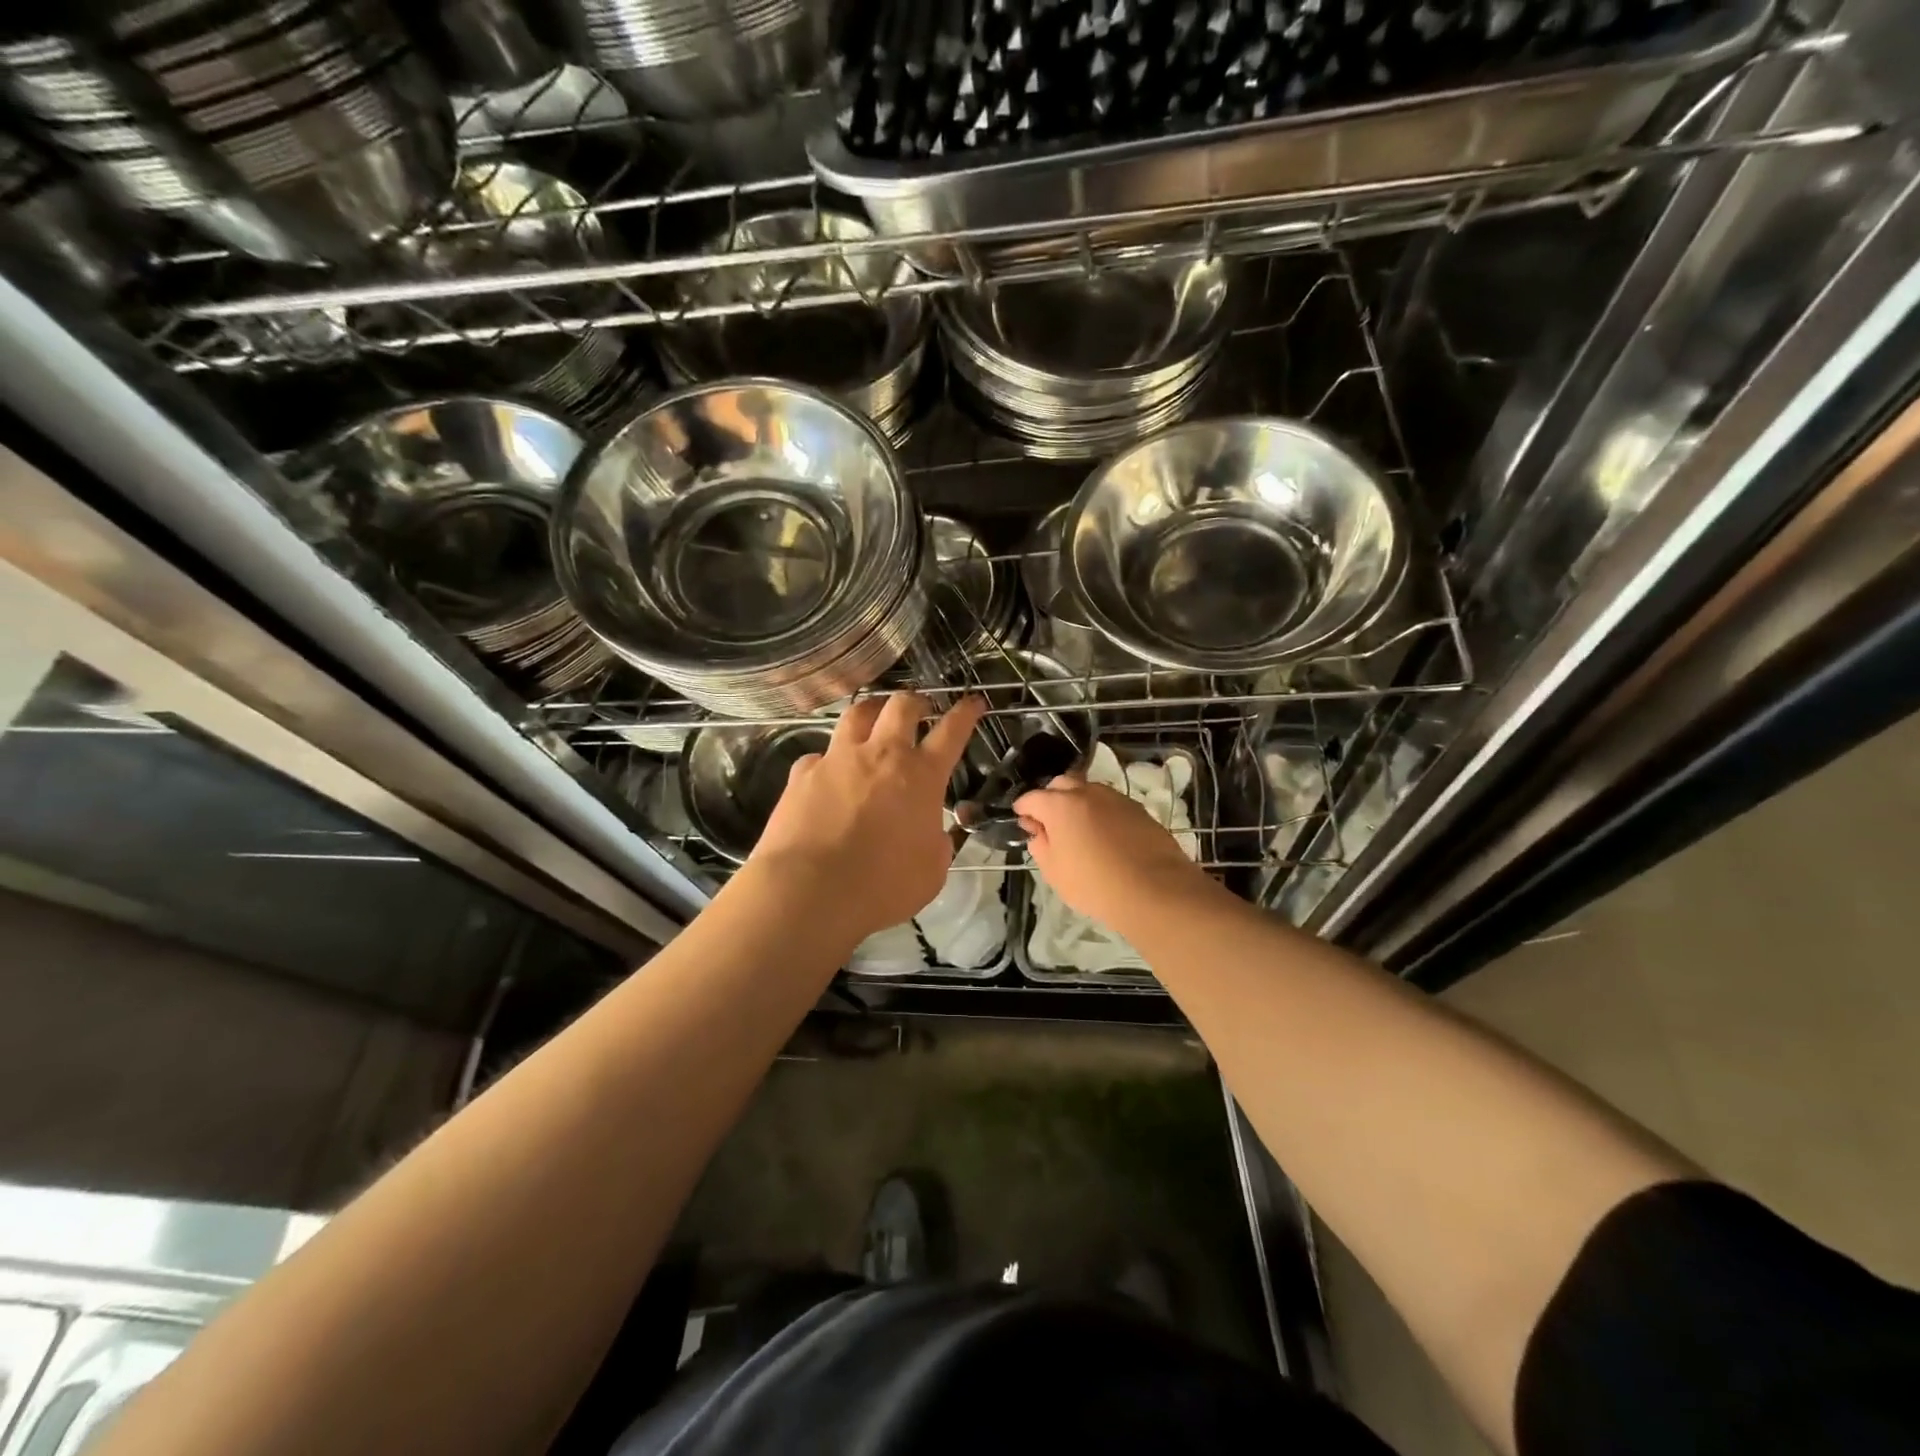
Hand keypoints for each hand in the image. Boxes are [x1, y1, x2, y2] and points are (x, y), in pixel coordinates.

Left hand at [749, 692, 984, 942]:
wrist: (811, 890)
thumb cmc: (882, 886)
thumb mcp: (931, 871)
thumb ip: (937, 843)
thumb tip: (934, 834)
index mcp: (921, 776)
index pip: (951, 732)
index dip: (965, 713)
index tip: (973, 702)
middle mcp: (881, 755)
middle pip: (902, 707)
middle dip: (916, 701)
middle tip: (921, 707)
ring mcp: (838, 759)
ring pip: (857, 714)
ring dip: (872, 711)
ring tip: (874, 717)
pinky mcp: (803, 773)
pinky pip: (819, 755)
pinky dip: (828, 759)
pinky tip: (827, 772)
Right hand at [1013, 774, 1210, 932]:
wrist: (1154, 890)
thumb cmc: (1095, 885)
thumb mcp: (1055, 873)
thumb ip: (1041, 847)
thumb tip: (1040, 834)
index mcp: (1060, 805)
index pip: (1031, 798)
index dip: (1023, 809)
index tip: (1024, 822)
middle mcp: (1087, 792)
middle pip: (1061, 784)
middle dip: (1051, 798)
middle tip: (1050, 823)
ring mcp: (1115, 798)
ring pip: (1088, 790)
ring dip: (1078, 802)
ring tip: (1079, 829)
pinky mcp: (1138, 809)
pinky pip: (1110, 803)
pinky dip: (1100, 812)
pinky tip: (1104, 835)